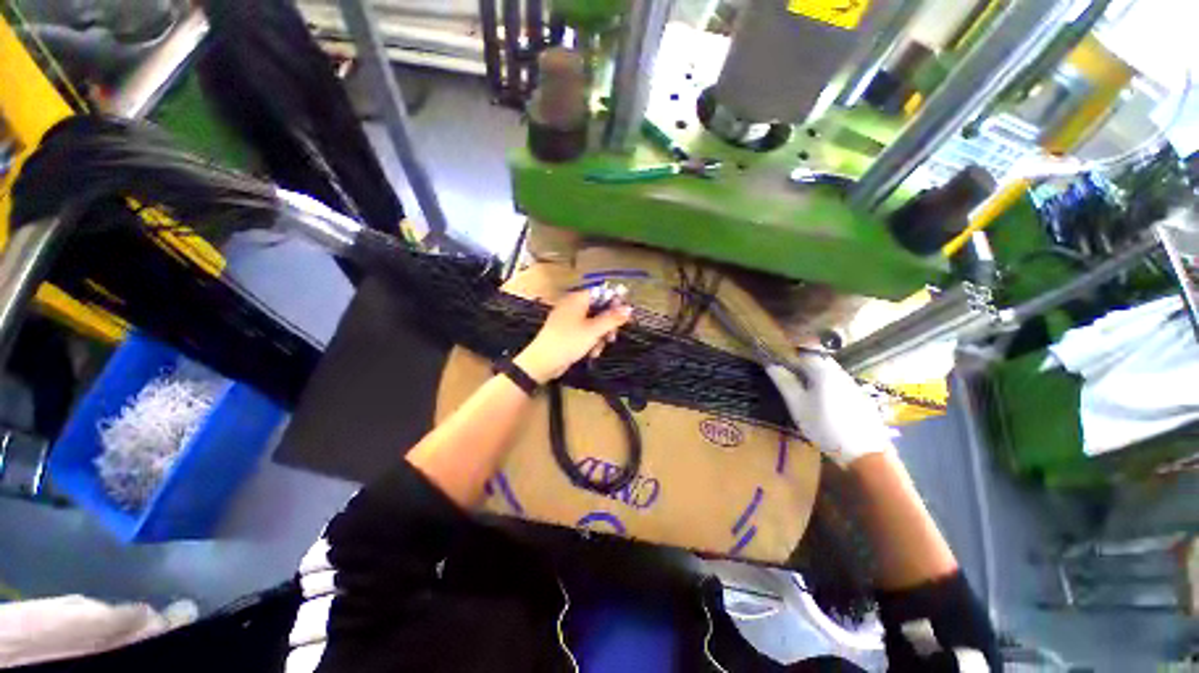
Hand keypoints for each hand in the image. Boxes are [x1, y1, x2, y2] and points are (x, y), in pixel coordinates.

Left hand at [514, 291, 633, 383]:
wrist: (542, 362)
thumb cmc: (568, 342)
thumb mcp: (594, 331)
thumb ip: (612, 319)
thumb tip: (629, 308)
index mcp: (578, 299)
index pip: (601, 292)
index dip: (615, 301)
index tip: (626, 314)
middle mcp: (573, 305)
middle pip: (599, 309)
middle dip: (607, 325)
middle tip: (612, 337)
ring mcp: (568, 319)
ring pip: (593, 323)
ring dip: (599, 336)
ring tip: (598, 350)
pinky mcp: (566, 333)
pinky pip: (584, 332)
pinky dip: (590, 341)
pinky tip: (591, 353)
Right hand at [766, 356, 891, 466]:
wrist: (864, 451)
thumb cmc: (825, 426)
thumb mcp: (798, 406)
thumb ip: (785, 383)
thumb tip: (771, 365)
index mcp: (823, 371)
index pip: (804, 351)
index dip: (790, 353)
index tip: (778, 360)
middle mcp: (839, 372)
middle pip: (818, 359)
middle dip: (802, 363)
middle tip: (788, 376)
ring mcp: (851, 383)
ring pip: (828, 370)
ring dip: (813, 374)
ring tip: (802, 390)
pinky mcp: (859, 395)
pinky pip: (837, 381)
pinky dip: (825, 384)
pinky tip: (821, 401)